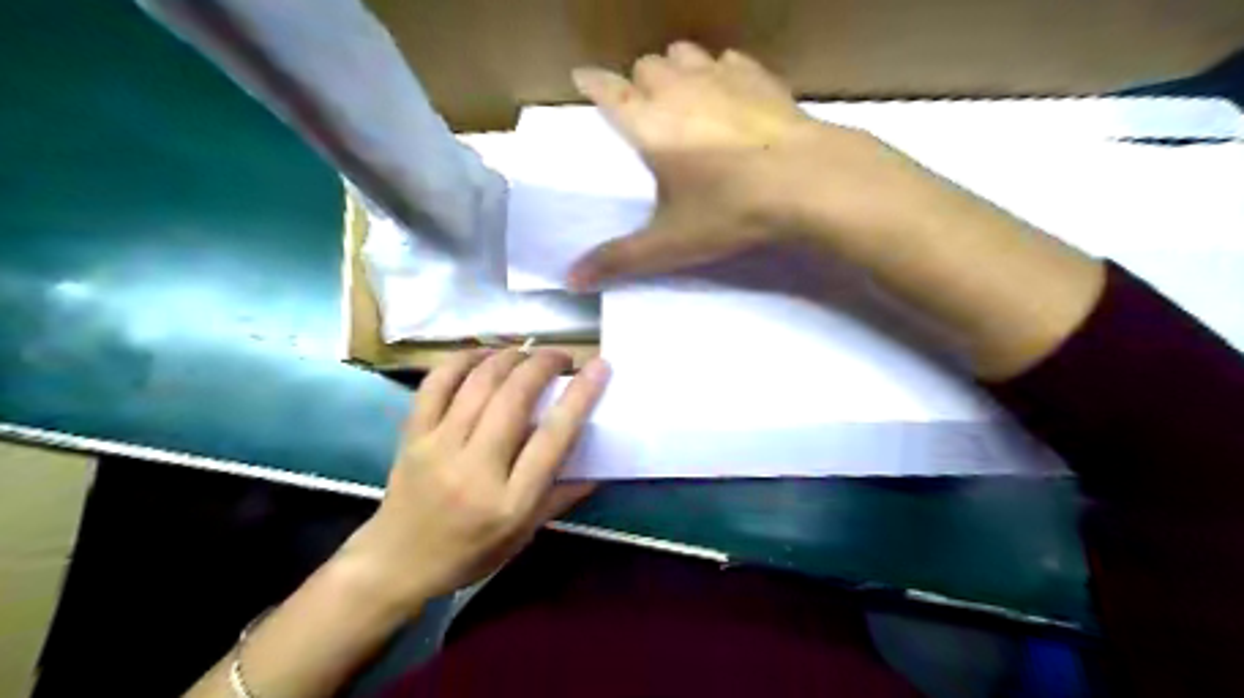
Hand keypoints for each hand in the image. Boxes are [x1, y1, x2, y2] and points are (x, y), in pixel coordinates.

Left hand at [338, 348, 610, 609]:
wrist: (397, 563)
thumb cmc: (470, 553)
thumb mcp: (525, 533)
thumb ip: (563, 495)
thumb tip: (599, 464)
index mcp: (511, 501)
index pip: (553, 437)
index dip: (580, 396)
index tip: (599, 367)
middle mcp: (475, 469)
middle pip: (514, 398)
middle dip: (543, 365)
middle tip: (562, 357)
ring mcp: (438, 447)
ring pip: (478, 383)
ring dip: (509, 357)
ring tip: (528, 353)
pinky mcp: (412, 435)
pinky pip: (437, 383)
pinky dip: (463, 360)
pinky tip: (484, 355)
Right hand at [568, 41, 964, 290]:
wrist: (807, 181)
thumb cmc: (729, 211)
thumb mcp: (669, 243)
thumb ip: (619, 259)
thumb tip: (571, 280)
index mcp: (648, 124)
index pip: (607, 90)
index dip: (592, 83)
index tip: (583, 78)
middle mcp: (679, 89)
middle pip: (646, 65)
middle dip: (639, 82)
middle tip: (644, 109)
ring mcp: (722, 77)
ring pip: (685, 54)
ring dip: (676, 70)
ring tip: (682, 96)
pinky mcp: (760, 78)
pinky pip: (729, 60)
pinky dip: (720, 71)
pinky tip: (729, 93)